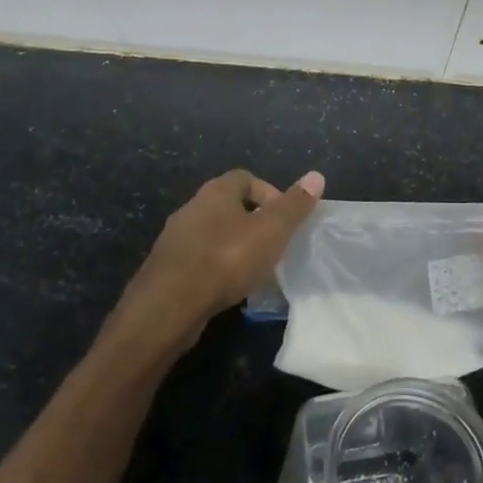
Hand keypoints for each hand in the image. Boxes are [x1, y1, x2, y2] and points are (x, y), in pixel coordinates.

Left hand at [110, 168, 324, 358]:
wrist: (169, 306)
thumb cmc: (226, 259)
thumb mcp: (271, 231)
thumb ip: (294, 205)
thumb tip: (316, 176)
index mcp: (216, 191)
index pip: (247, 178)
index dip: (270, 195)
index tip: (285, 221)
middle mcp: (192, 207)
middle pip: (230, 206)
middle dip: (254, 223)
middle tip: (273, 246)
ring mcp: (176, 238)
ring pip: (214, 233)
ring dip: (235, 247)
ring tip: (255, 271)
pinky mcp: (167, 267)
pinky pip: (200, 259)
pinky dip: (217, 268)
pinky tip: (229, 289)